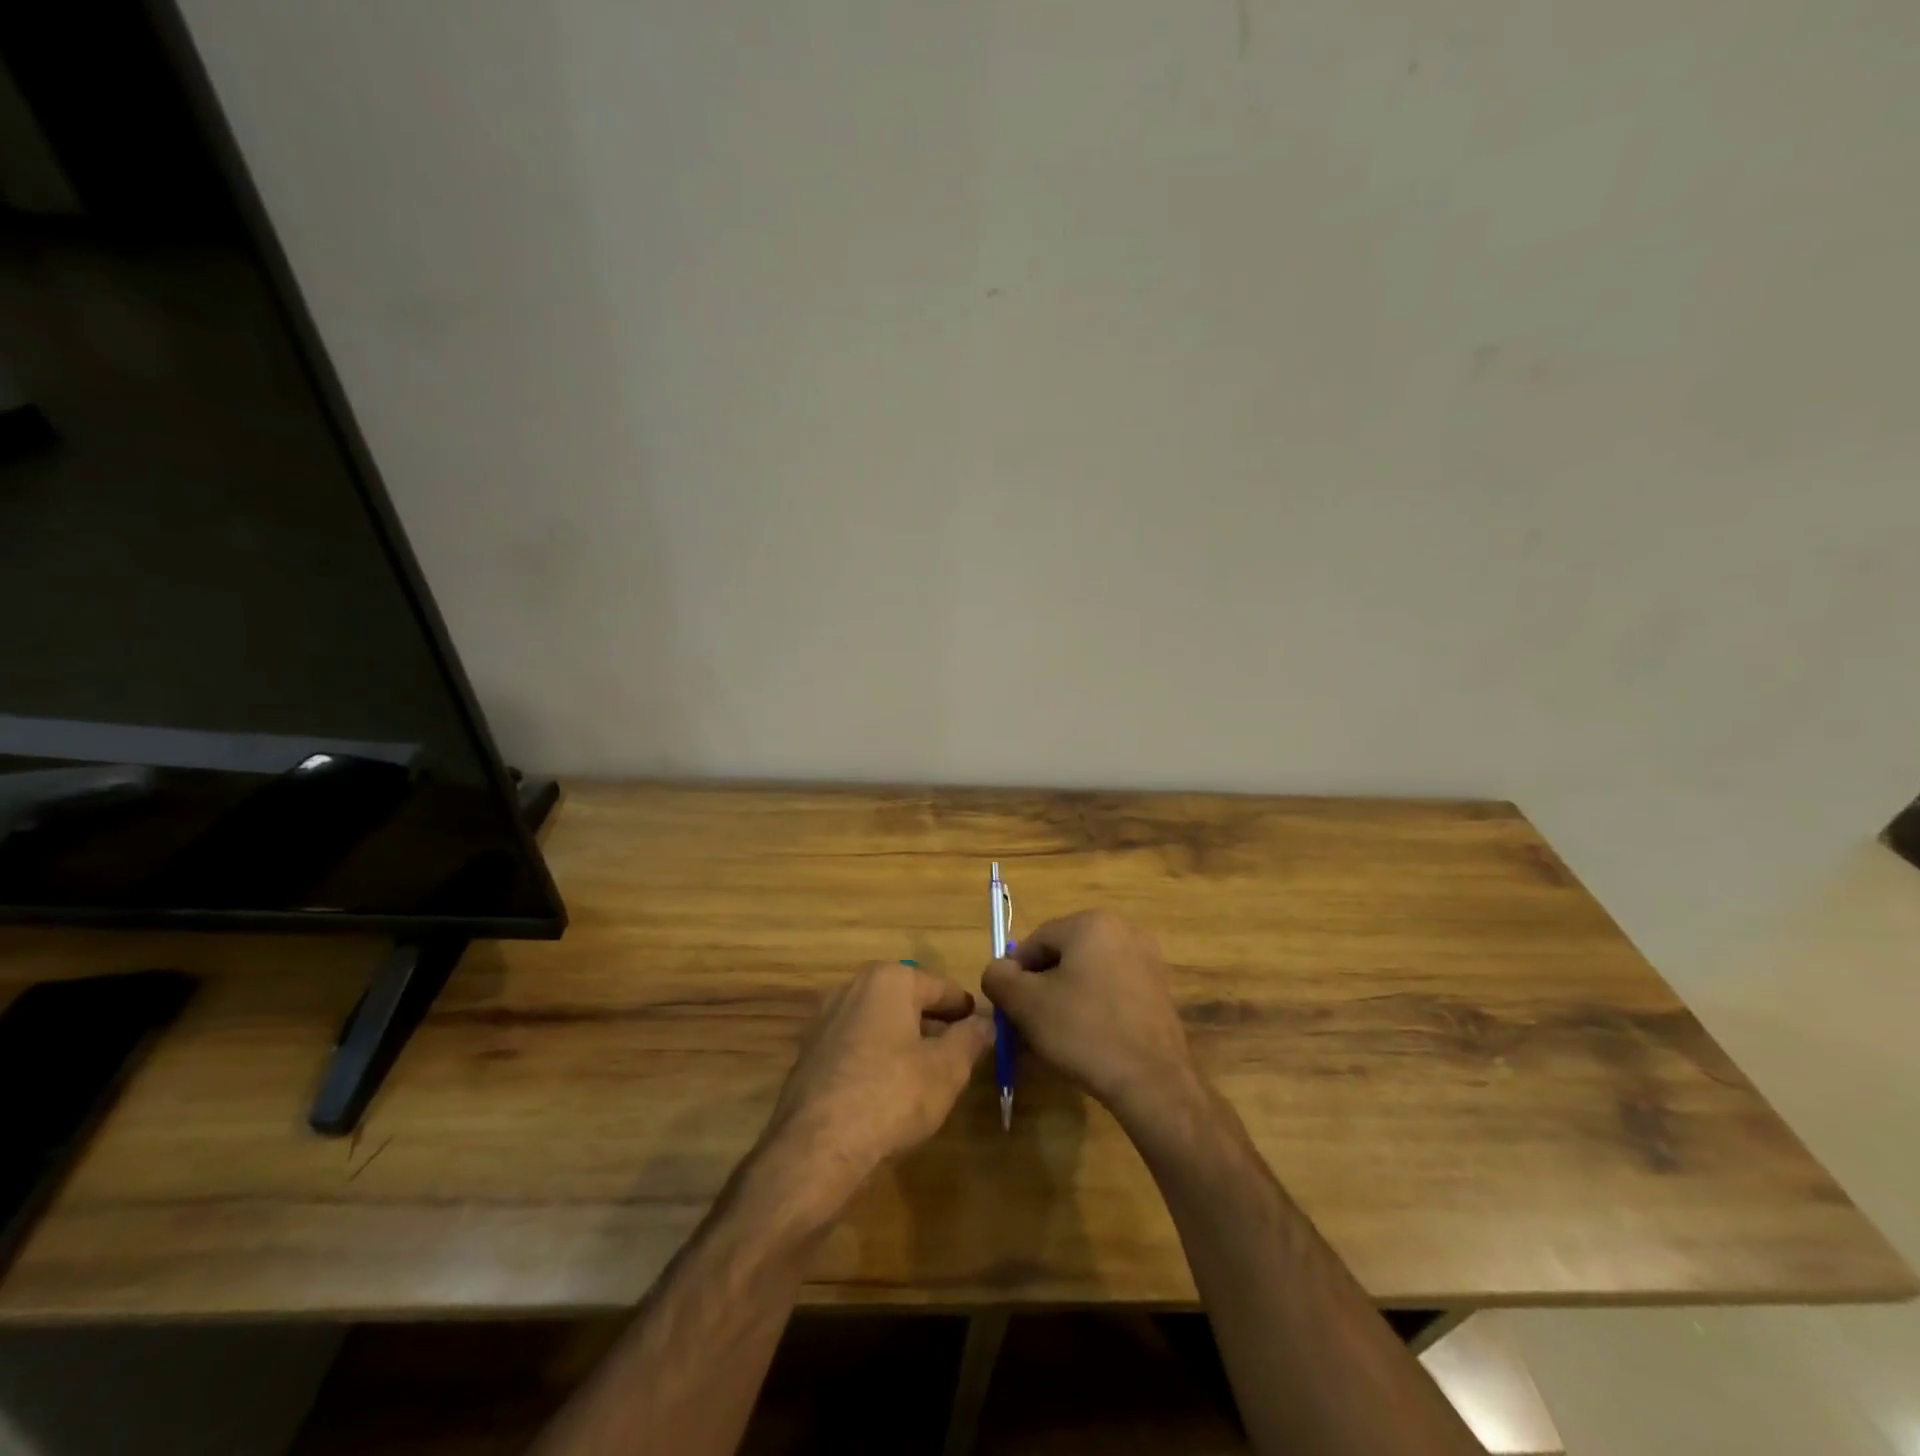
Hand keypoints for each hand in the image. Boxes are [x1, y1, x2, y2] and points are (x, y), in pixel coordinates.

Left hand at [758, 961, 994, 1209]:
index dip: (967, 1011)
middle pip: (908, 1001)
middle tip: (958, 1055)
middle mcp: (854, 987)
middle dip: (934, 1024)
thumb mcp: (947, 1069)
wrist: (815, 1148)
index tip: (983, 1032)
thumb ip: (970, 1039)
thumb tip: (986, 1022)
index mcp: (890, 979)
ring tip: (927, 1076)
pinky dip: (876, 1059)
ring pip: (881, 1023)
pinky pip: (856, 1045)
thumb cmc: (891, 1096)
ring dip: (904, 1041)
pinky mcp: (810, 1052)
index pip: (942, 988)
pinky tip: (888, 1092)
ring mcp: (826, 1019)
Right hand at [982, 911, 1198, 1124]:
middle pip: (1063, 957)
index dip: (1015, 976)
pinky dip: (1094, 1009)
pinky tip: (1087, 1042)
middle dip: (1041, 989)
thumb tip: (998, 971)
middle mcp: (1124, 931)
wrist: (1153, 1083)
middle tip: (1029, 1026)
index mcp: (1091, 923)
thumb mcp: (1026, 1004)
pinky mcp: (1160, 992)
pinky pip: (1113, 992)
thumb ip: (999, 978)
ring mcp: (1148, 961)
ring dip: (1066, 1001)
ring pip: (1088, 976)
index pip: (1035, 942)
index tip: (1011, 1010)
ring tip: (1055, 1039)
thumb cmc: (1084, 1032)